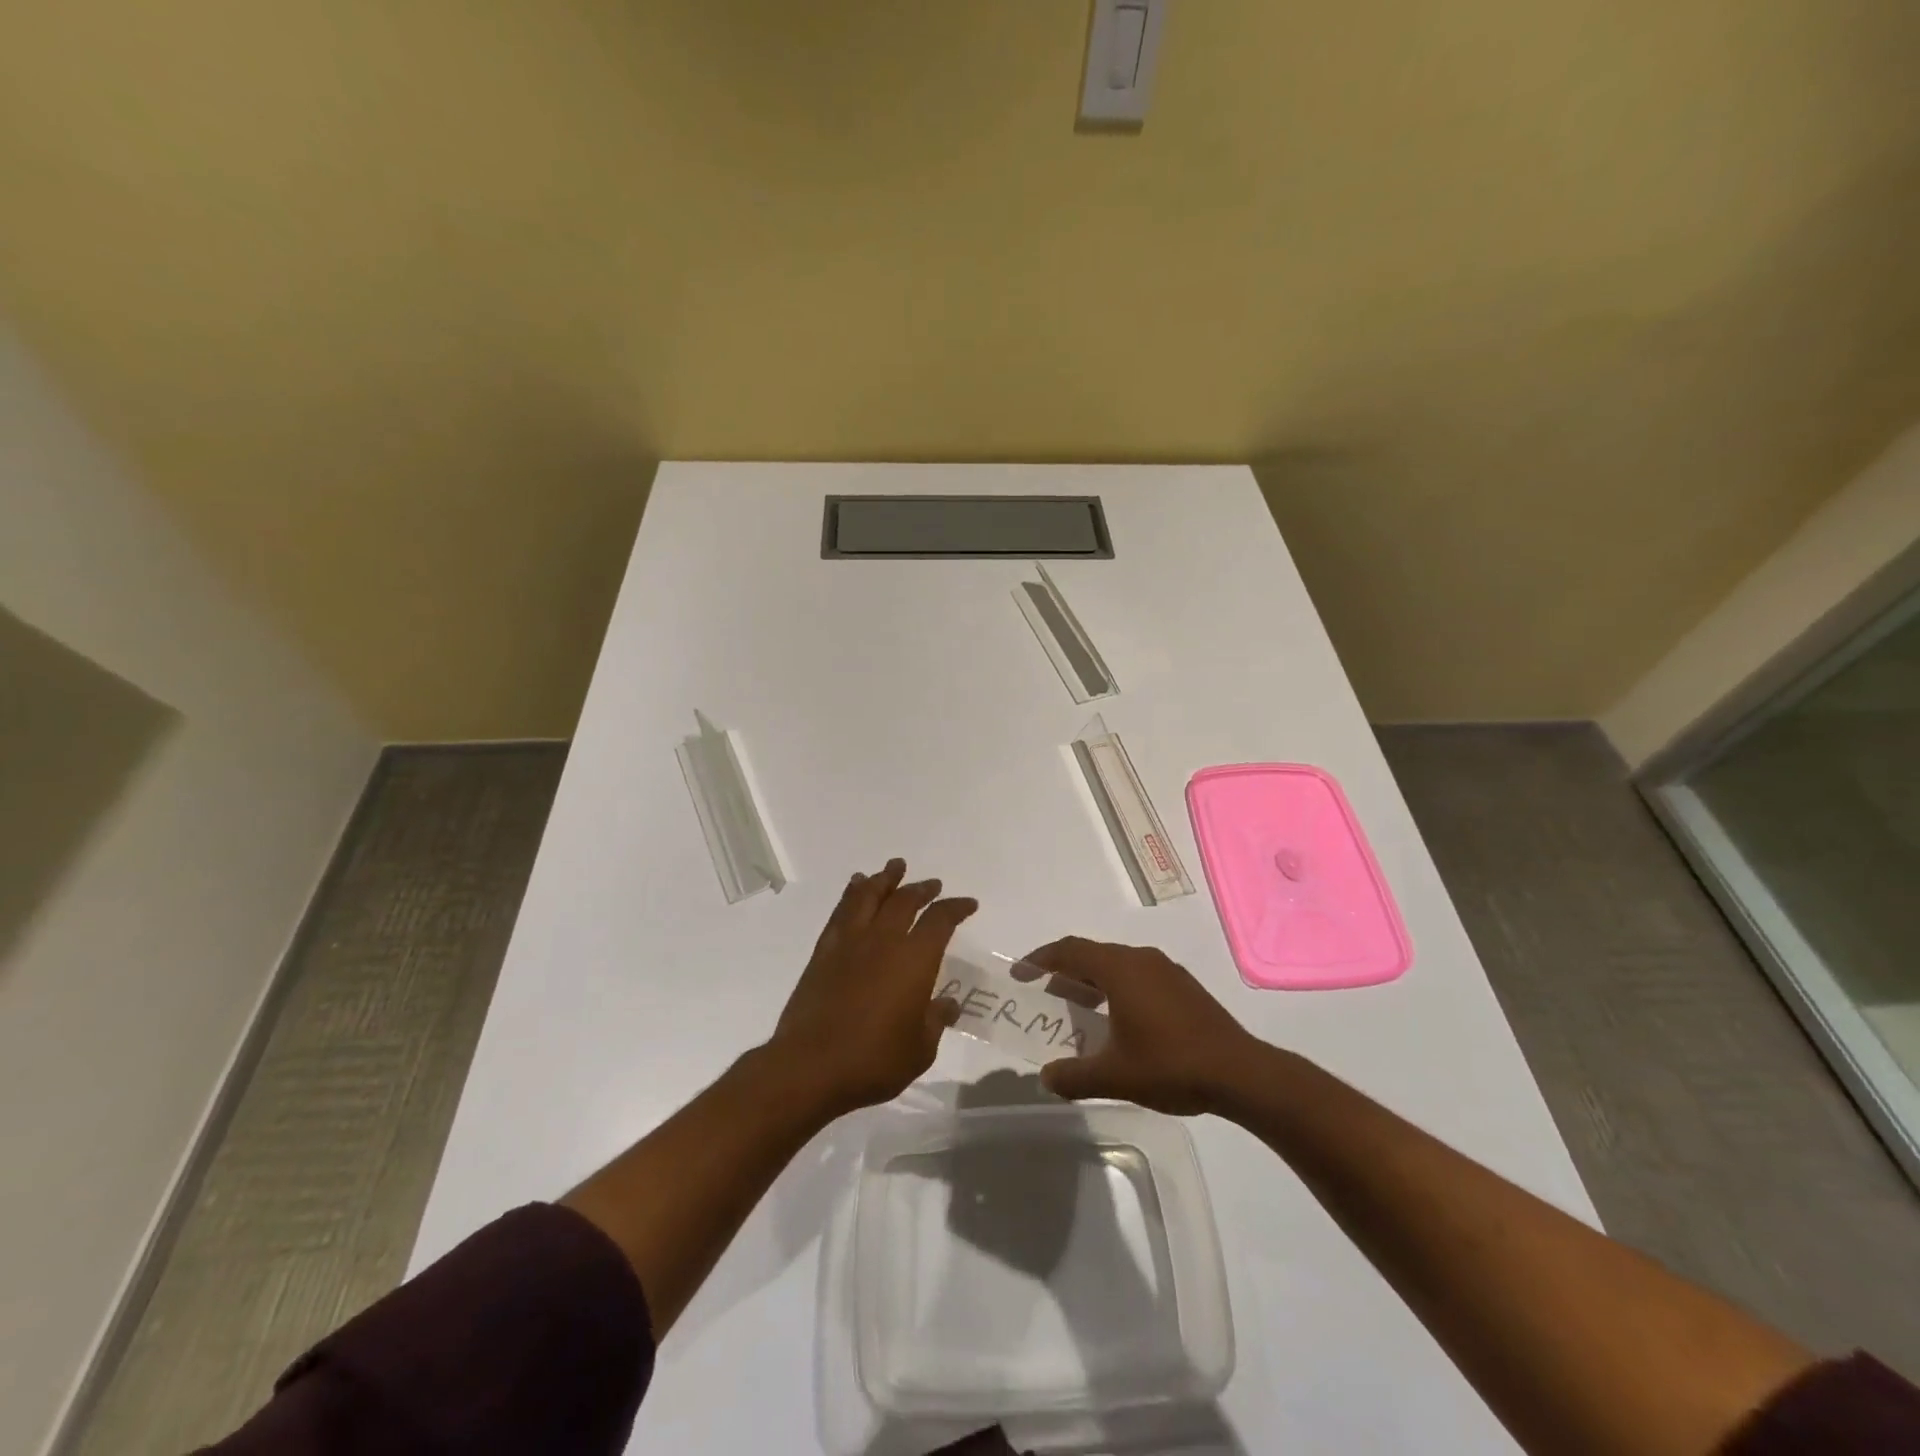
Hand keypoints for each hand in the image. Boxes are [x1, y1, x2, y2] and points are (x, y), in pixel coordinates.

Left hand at [765, 858, 975, 1118]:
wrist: (810, 1067)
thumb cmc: (873, 1061)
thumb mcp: (919, 1049)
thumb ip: (936, 1021)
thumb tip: (947, 1004)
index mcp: (914, 959)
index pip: (940, 920)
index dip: (956, 908)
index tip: (968, 904)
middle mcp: (883, 940)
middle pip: (905, 901)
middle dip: (921, 889)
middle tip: (932, 884)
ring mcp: (850, 943)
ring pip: (869, 897)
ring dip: (885, 879)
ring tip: (894, 867)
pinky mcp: (824, 952)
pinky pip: (841, 912)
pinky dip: (851, 894)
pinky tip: (855, 887)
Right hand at [1016, 937, 1258, 1114]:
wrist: (1241, 1073)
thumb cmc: (1171, 1065)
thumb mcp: (1114, 1076)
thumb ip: (1074, 1076)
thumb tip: (1047, 1077)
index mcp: (1120, 969)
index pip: (1069, 950)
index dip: (1040, 959)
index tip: (1020, 974)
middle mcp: (1141, 959)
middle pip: (1092, 955)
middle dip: (1064, 972)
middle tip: (1045, 995)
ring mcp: (1166, 970)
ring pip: (1116, 965)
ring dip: (1092, 982)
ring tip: (1078, 1010)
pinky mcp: (1184, 986)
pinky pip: (1137, 975)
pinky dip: (1116, 989)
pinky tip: (1119, 1021)